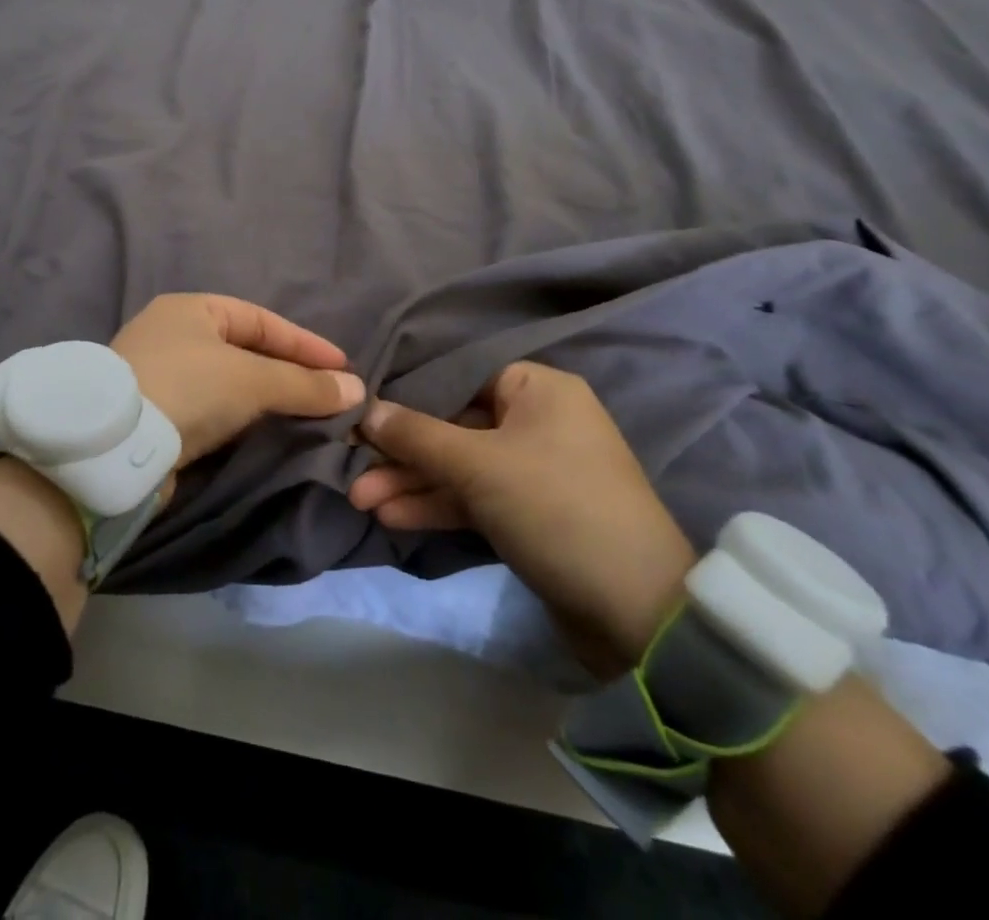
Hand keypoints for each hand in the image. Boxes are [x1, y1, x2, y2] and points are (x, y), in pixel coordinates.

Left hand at [111, 293, 363, 467]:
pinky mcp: (155, 416)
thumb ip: (304, 384)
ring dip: (265, 400)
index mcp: (192, 309)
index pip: (262, 321)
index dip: (305, 344)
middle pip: (245, 351)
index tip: (342, 369)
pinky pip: (210, 411)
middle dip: (288, 374)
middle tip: (327, 395)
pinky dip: (240, 421)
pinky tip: (263, 435)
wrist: (113, 448)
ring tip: (305, 418)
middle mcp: (173, 335)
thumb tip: (356, 389)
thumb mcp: (252, 380)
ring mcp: (160, 375)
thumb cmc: (187, 388)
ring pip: (228, 384)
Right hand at [349, 362, 695, 676]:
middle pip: (453, 425)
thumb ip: (417, 435)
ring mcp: (533, 470)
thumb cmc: (555, 508)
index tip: (363, 412)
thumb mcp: (477, 465)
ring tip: (360, 499)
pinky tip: (392, 517)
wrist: (635, 612)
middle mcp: (537, 421)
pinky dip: (437, 506)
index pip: (459, 377)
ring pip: (459, 466)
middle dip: (403, 452)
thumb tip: (366, 410)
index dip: (408, 395)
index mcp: (538, 389)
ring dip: (412, 483)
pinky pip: (474, 497)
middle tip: (353, 468)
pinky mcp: (529, 513)